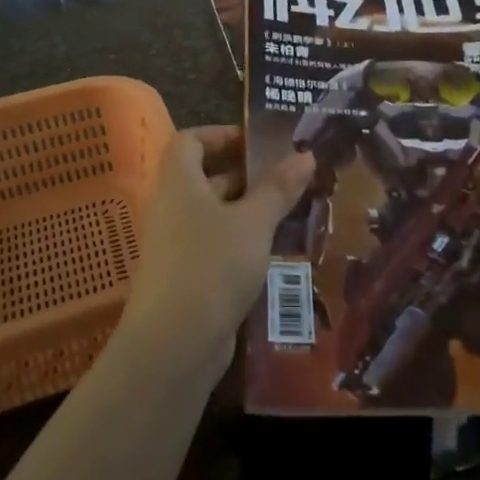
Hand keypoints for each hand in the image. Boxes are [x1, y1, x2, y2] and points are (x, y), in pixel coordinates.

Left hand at [120, 126, 314, 363]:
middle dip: (248, 175)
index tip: (259, 141)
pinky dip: (244, 242)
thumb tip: (306, 154)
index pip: (192, 140)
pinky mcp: (187, 276)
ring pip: (216, 214)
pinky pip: (217, 245)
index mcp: (179, 181)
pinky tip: (277, 251)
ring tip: (294, 211)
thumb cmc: (212, 266)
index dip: (222, 134)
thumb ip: (279, 188)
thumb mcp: (253, 223)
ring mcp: (177, 244)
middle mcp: (173, 207)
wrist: (174, 345)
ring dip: (251, 211)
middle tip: (291, 177)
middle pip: (207, 176)